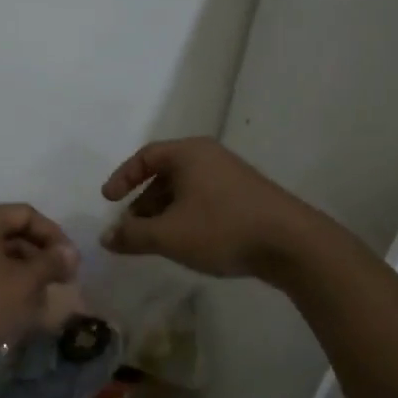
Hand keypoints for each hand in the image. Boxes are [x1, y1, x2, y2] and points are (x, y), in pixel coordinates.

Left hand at [0, 204, 79, 356]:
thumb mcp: (23, 283)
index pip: (27, 214)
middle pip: (13, 233)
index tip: (71, 263)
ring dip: (26, 273)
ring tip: (44, 299)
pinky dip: (7, 284)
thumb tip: (70, 252)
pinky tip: (20, 308)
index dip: (54, 235)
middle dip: (41, 257)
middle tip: (62, 281)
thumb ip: (50, 263)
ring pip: (1, 256)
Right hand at [100, 138, 323, 279]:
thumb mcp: (168, 235)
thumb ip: (132, 235)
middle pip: (165, 174)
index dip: (123, 178)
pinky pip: (204, 200)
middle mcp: (209, 157)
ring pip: (185, 190)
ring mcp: (231, 176)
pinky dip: (186, 217)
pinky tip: (185, 243)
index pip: (145, 156)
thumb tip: (106, 238)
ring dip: (163, 213)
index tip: (108, 201)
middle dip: (143, 202)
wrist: (290, 243)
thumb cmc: (222, 228)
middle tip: (130, 228)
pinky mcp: (245, 197)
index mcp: (189, 154)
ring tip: (154, 241)